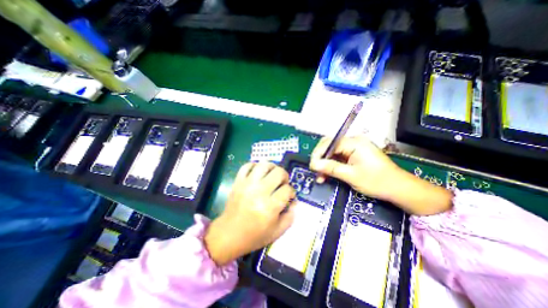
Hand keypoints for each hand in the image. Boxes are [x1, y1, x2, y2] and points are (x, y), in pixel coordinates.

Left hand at [203, 162, 295, 265]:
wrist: (228, 235)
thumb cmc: (254, 236)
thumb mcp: (277, 232)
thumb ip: (290, 217)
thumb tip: (294, 202)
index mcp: (270, 207)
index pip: (287, 189)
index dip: (292, 192)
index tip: (289, 196)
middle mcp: (259, 192)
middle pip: (278, 173)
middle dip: (285, 176)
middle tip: (282, 183)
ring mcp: (247, 185)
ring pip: (264, 165)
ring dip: (272, 167)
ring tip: (272, 175)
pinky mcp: (238, 182)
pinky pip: (247, 166)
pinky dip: (255, 166)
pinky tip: (258, 173)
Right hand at [310, 136, 400, 200]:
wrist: (399, 189)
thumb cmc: (377, 181)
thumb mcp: (351, 176)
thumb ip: (331, 168)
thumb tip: (313, 164)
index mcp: (354, 143)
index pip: (329, 143)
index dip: (318, 154)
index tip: (312, 166)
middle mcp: (353, 141)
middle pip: (329, 146)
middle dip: (320, 159)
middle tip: (316, 171)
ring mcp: (354, 148)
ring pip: (332, 153)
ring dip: (325, 164)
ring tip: (321, 177)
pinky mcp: (354, 154)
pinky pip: (338, 157)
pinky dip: (332, 166)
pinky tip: (327, 175)